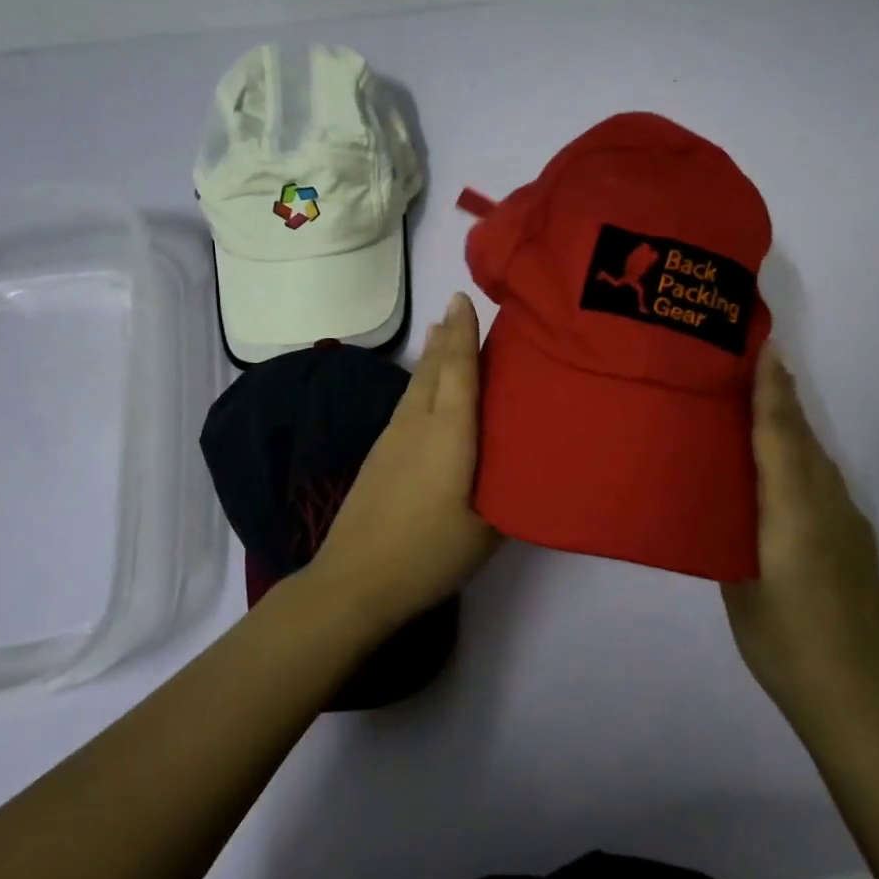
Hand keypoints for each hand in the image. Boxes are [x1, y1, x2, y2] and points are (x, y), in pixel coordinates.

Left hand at [307, 291, 501, 627]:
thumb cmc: (429, 553)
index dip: (464, 333)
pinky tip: (424, 394)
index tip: (465, 298)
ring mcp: (392, 438)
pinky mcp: (378, 456)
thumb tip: (525, 473)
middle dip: (447, 336)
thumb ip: (508, 495)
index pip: (458, 370)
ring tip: (441, 334)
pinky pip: (406, 404)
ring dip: (431, 357)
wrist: (354, 581)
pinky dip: (420, 384)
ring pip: (416, 385)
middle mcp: (417, 424)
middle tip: (459, 308)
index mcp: (448, 433)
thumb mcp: (487, 531)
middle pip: (433, 368)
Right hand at [722, 345, 878, 742]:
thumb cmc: (785, 645)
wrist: (860, 699)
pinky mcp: (856, 542)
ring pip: (816, 460)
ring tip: (759, 409)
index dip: (771, 390)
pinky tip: (783, 474)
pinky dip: (801, 461)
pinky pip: (824, 483)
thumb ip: (732, 534)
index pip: (780, 435)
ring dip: (791, 428)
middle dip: (781, 398)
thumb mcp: (739, 587)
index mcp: (793, 511)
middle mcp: (827, 505)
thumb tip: (723, 503)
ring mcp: (848, 523)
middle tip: (750, 366)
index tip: (765, 348)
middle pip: (802, 438)